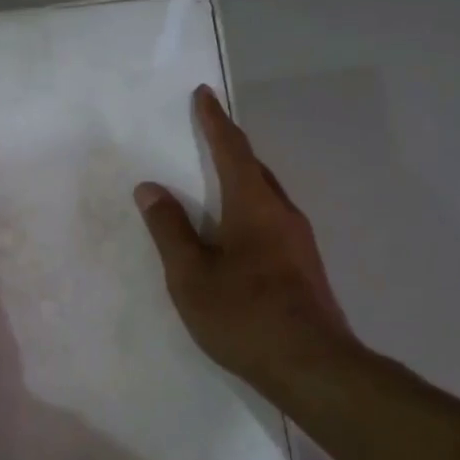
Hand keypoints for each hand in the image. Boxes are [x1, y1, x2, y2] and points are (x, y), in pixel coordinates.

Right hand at [135, 85, 354, 396]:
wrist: (310, 365)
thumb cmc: (243, 314)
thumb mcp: (191, 275)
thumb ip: (169, 230)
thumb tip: (150, 188)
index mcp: (254, 206)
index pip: (231, 150)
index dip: (214, 122)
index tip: (203, 94)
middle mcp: (283, 214)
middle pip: (255, 170)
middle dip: (230, 150)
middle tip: (207, 137)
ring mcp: (299, 242)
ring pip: (266, 198)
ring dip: (242, 183)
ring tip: (216, 186)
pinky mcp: (304, 268)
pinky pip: (272, 223)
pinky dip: (249, 213)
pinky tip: (236, 237)